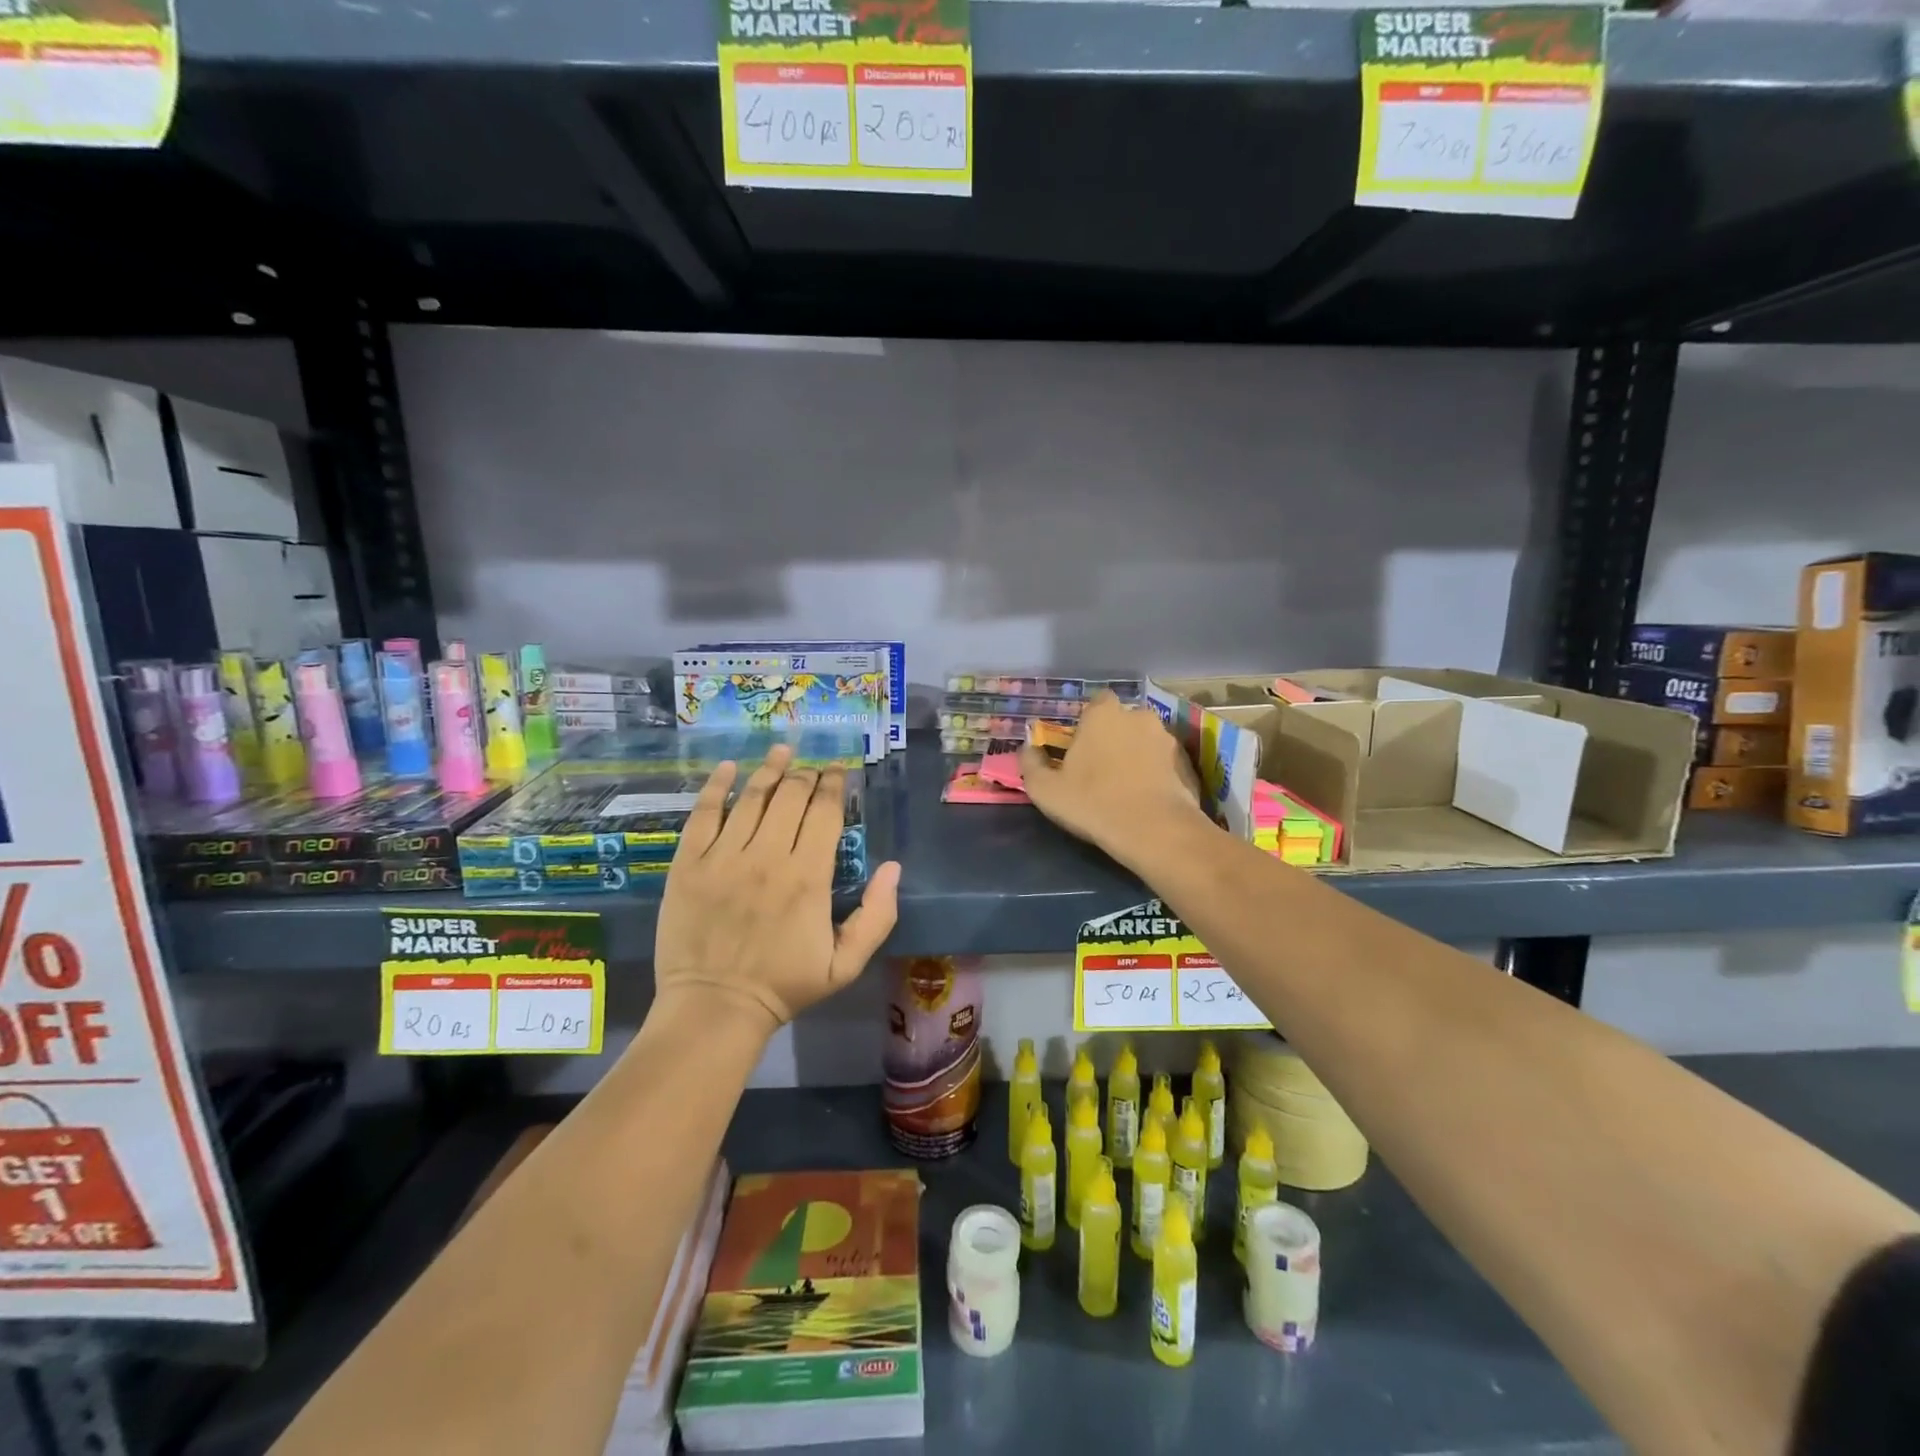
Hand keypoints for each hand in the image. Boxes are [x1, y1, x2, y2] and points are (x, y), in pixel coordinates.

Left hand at [653, 743, 900, 1036]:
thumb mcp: (846, 964)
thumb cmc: (785, 986)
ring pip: (752, 797)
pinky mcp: (688, 864)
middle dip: (806, 774)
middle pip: (791, 796)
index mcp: (808, 876)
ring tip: (781, 750)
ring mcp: (724, 857)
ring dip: (770, 768)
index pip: (825, 813)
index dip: (834, 785)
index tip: (839, 771)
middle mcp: (768, 856)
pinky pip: (704, 814)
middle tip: (812, 766)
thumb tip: (893, 868)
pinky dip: (717, 786)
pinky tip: (729, 767)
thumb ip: (877, 916)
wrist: (715, 1008)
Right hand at [1020, 692, 1206, 869]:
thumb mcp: (1045, 789)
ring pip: (1146, 739)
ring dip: (1137, 753)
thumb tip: (1028, 747)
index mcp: (1103, 714)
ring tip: (1127, 784)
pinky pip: (1165, 762)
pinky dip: (1157, 772)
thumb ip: (1031, 763)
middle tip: (1101, 767)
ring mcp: (1167, 738)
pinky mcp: (1186, 763)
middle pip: (1122, 719)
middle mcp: (1138, 716)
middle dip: (1114, 736)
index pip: (1096, 702)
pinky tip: (1147, 796)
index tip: (1080, 747)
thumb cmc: (1092, 802)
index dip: (1088, 722)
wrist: (1154, 831)